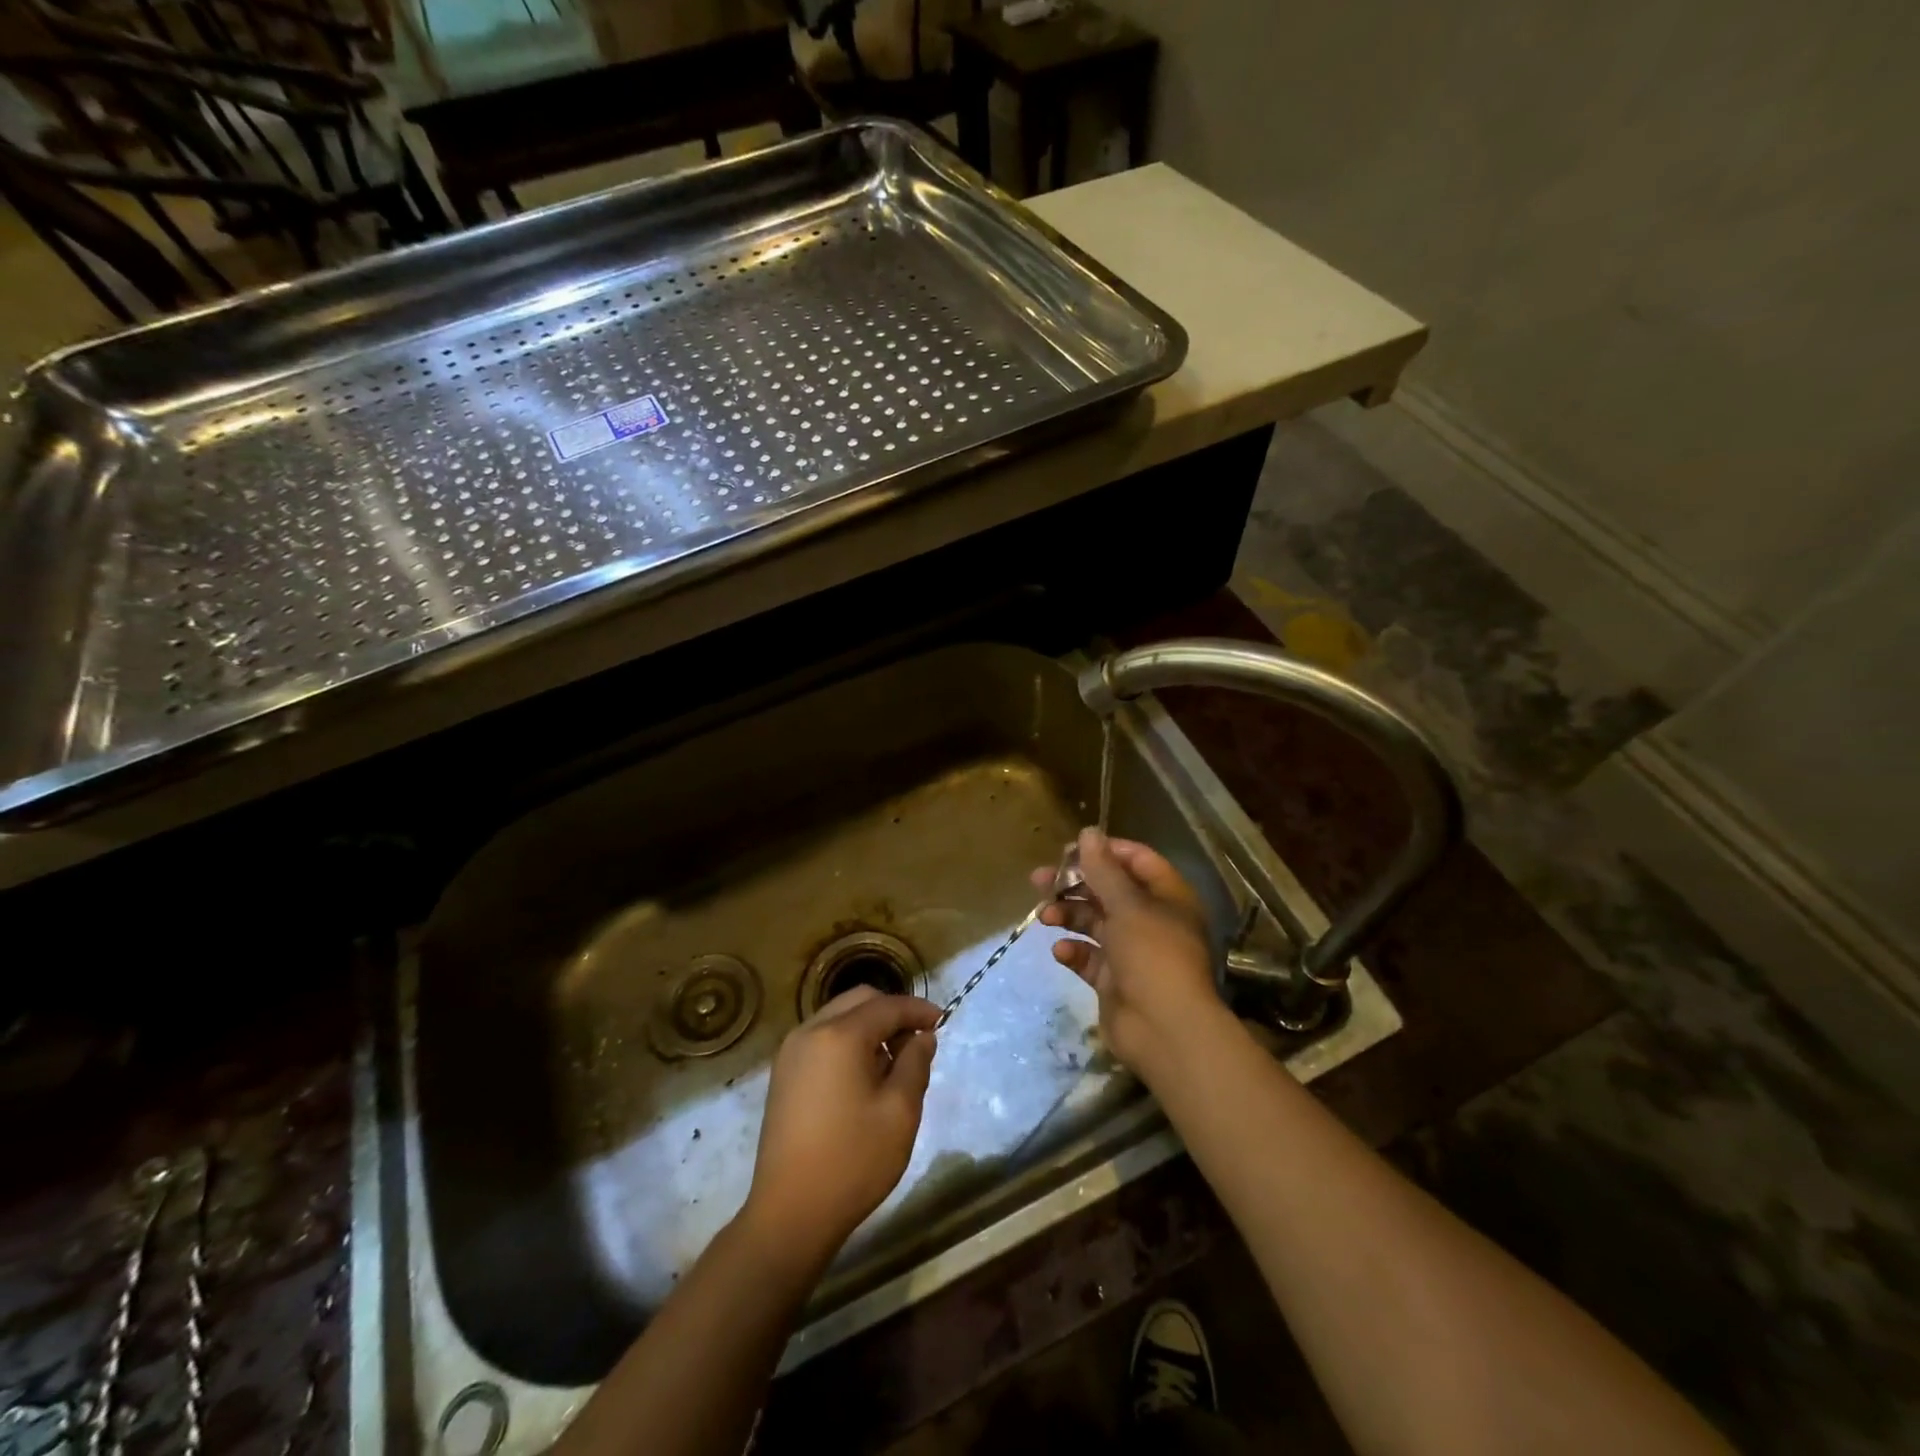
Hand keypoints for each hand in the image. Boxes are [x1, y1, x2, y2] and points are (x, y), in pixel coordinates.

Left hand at [741, 988, 938, 1269]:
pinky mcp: (783, 1074)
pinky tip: (863, 1075)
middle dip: (892, 1013)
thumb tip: (922, 1037)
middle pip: (859, 1001)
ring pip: (839, 1017)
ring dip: (869, 1026)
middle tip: (917, 1042)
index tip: (942, 1021)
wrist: (790, 1213)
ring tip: (892, 1062)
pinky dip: (847, 1041)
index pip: (887, 1006)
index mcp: (840, 1035)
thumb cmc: (853, 1161)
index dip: (918, 1009)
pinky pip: (822, 1038)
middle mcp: (810, 1031)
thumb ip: (915, 1063)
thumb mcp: (900, 1112)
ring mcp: (791, 1052)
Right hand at [1032, 828, 1223, 1076]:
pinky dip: (1074, 952)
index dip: (1104, 852)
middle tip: (1040, 880)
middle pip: (1109, 891)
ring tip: (1044, 916)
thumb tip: (1088, 832)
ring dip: (1068, 916)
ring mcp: (1132, 952)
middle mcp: (1151, 920)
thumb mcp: (1127, 905)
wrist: (1165, 1030)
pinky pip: (1088, 958)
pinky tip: (1061, 951)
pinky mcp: (1113, 981)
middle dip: (1075, 884)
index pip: (1136, 861)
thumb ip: (1103, 869)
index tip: (1069, 850)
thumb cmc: (1152, 956)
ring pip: (1094, 923)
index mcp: (1166, 897)